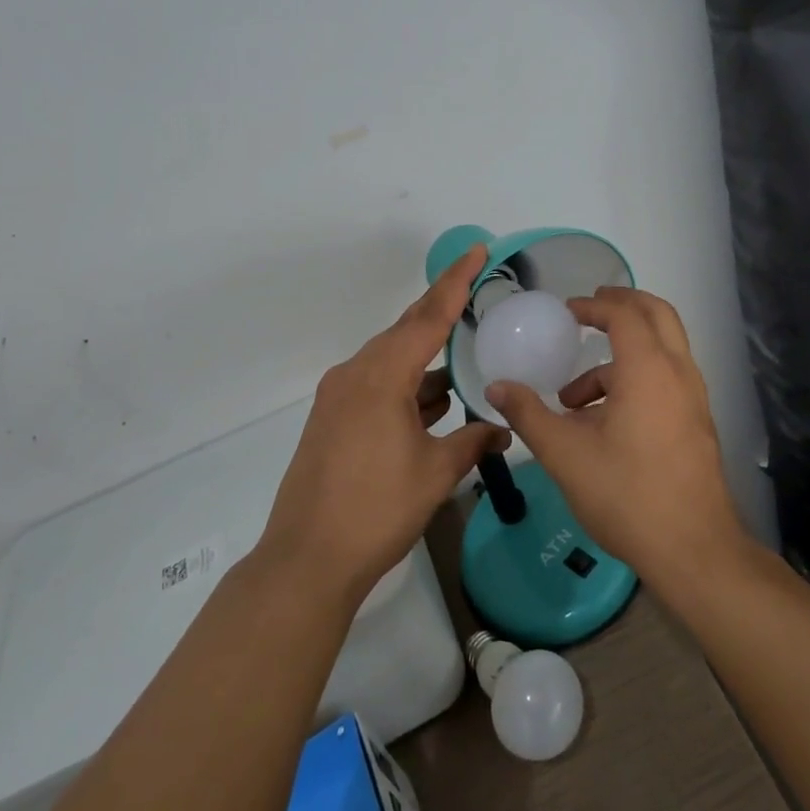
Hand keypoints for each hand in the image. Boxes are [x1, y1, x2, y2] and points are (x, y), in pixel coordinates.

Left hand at [259, 244, 508, 602]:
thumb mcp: (435, 473)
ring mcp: (339, 395)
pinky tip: (434, 398)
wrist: (307, 559)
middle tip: (477, 289)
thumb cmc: (376, 510)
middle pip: (406, 330)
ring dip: (426, 356)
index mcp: (382, 376)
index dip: (456, 281)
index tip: (478, 251)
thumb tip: (503, 430)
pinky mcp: (332, 418)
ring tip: (464, 350)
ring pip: (391, 358)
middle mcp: (356, 373)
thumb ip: (473, 442)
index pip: (428, 316)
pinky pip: (377, 382)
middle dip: (442, 310)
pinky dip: (408, 383)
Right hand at [487, 286, 747, 590]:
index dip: (594, 306)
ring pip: (661, 352)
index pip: (624, 314)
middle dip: (622, 306)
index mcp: (648, 369)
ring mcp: (693, 399)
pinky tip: (601, 424)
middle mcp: (678, 373)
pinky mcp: (696, 423)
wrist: (693, 550)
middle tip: (589, 311)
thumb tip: (496, 388)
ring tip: (572, 398)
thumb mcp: (565, 454)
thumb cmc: (626, 494)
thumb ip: (529, 414)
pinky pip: (666, 380)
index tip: (567, 311)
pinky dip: (635, 380)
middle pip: (657, 315)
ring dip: (620, 356)